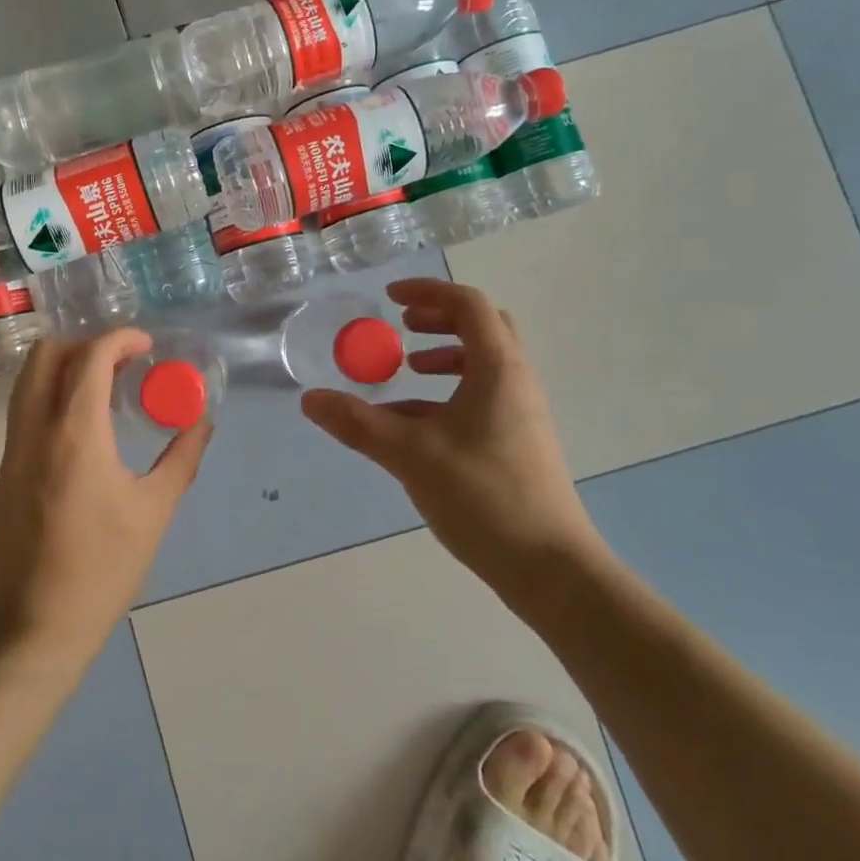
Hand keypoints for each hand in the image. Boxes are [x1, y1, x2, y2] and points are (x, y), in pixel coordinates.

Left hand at [0, 330, 209, 670]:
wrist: (35, 626)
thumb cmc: (103, 568)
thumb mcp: (154, 512)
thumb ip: (181, 459)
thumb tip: (203, 423)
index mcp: (76, 432)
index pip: (91, 357)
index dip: (120, 338)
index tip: (146, 345)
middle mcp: (36, 428)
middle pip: (46, 354)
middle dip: (85, 344)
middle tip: (121, 363)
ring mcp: (12, 448)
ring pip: (28, 379)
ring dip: (64, 367)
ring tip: (103, 388)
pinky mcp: (3, 470)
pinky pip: (23, 409)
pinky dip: (50, 395)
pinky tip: (81, 426)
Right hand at [300, 279, 604, 601]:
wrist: (549, 568)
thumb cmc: (483, 496)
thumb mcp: (410, 454)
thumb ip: (358, 423)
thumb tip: (310, 399)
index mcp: (498, 369)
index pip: (468, 305)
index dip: (429, 292)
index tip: (391, 298)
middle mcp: (515, 381)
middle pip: (482, 327)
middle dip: (440, 318)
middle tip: (404, 325)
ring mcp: (520, 413)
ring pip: (482, 364)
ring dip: (444, 355)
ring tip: (407, 368)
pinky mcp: (517, 442)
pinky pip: (480, 396)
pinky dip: (447, 392)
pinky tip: (413, 422)